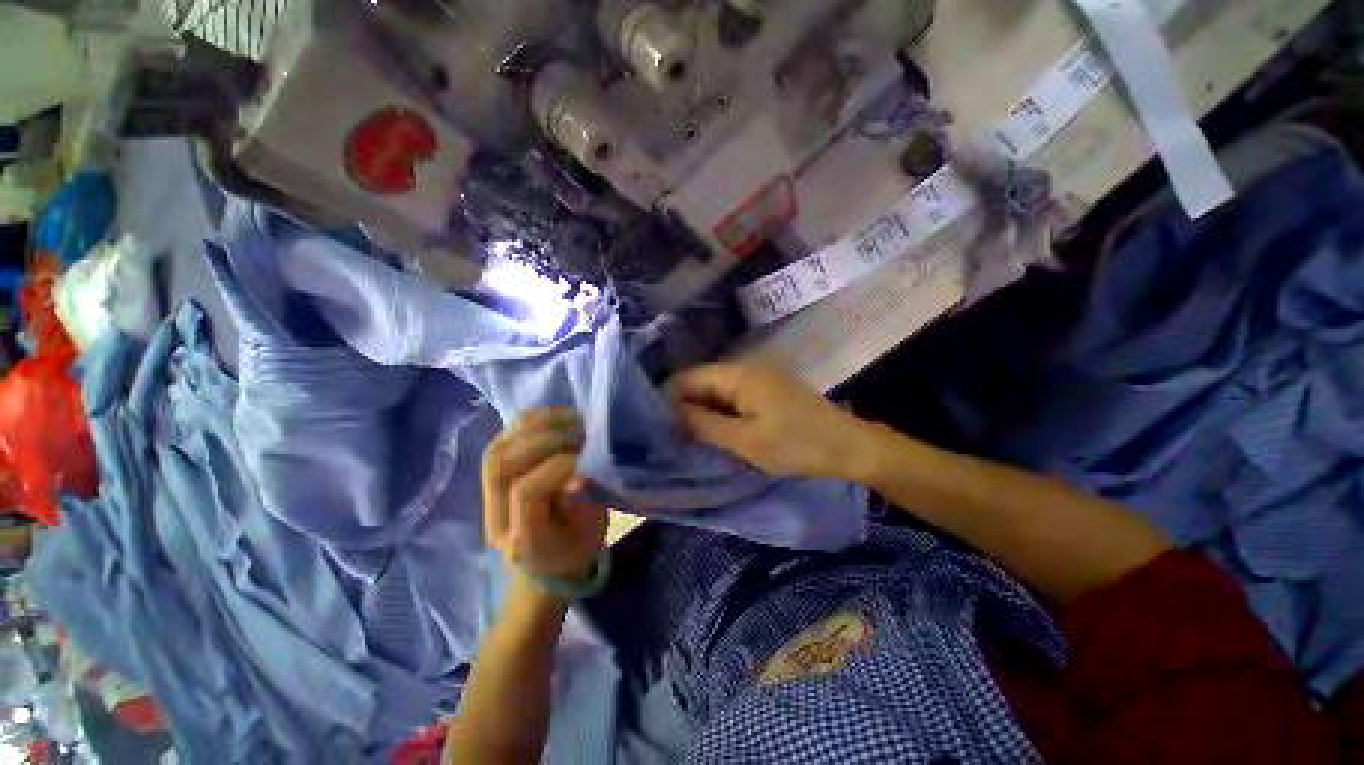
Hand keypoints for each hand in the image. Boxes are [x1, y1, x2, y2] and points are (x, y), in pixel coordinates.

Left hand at [481, 409, 607, 581]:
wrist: (549, 558)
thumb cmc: (576, 546)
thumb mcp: (590, 532)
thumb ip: (585, 505)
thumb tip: (580, 475)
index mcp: (523, 539)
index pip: (526, 492)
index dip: (559, 467)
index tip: (588, 459)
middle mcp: (497, 517)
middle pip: (502, 466)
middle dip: (546, 441)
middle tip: (580, 434)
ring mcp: (489, 496)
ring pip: (497, 449)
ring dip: (535, 426)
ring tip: (570, 419)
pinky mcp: (493, 476)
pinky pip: (502, 440)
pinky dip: (528, 423)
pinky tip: (554, 418)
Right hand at [669, 362, 873, 479]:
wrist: (848, 446)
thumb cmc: (796, 445)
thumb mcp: (744, 441)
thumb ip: (703, 425)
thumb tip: (670, 414)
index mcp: (737, 374)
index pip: (687, 377)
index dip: (668, 399)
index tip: (658, 427)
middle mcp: (744, 368)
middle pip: (700, 381)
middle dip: (684, 406)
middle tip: (672, 437)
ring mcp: (758, 377)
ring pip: (716, 390)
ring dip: (702, 411)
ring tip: (690, 438)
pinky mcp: (767, 389)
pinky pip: (732, 397)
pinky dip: (720, 413)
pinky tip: (716, 432)